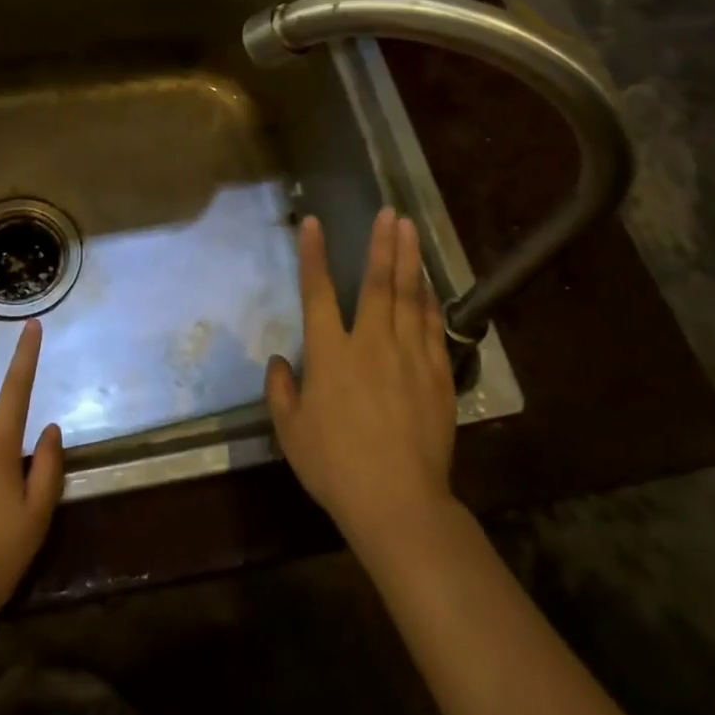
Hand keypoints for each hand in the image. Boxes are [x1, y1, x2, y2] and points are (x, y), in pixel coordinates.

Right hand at [266, 209, 456, 553]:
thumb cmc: (335, 466)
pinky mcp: (436, 374)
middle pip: (376, 283)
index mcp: (330, 354)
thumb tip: (279, 362)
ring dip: (408, 259)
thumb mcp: (291, 432)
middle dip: (380, 244)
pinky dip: (429, 300)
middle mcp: (370, 343)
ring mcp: (408, 356)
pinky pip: (432, 327)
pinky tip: (428, 283)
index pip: (317, 292)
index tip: (313, 224)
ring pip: (408, 297)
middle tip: (388, 212)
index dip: (313, 255)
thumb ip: (281, 391)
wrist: (398, 502)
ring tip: (409, 229)